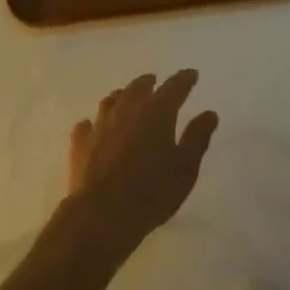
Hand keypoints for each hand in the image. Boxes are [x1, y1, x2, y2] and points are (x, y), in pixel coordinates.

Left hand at [65, 70, 218, 260]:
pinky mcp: (80, 142)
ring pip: (111, 100)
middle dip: (149, 83)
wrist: (101, 215)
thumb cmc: (151, 193)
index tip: (192, 74)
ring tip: (126, 99)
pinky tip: (95, 128)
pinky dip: (94, 123)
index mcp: (157, 112)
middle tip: (155, 82)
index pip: (174, 87)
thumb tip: (210, 113)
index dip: (185, 79)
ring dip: (122, 96)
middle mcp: (128, 108)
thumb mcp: (185, 169)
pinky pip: (87, 124)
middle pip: (139, 86)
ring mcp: (101, 123)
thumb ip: (197, 138)